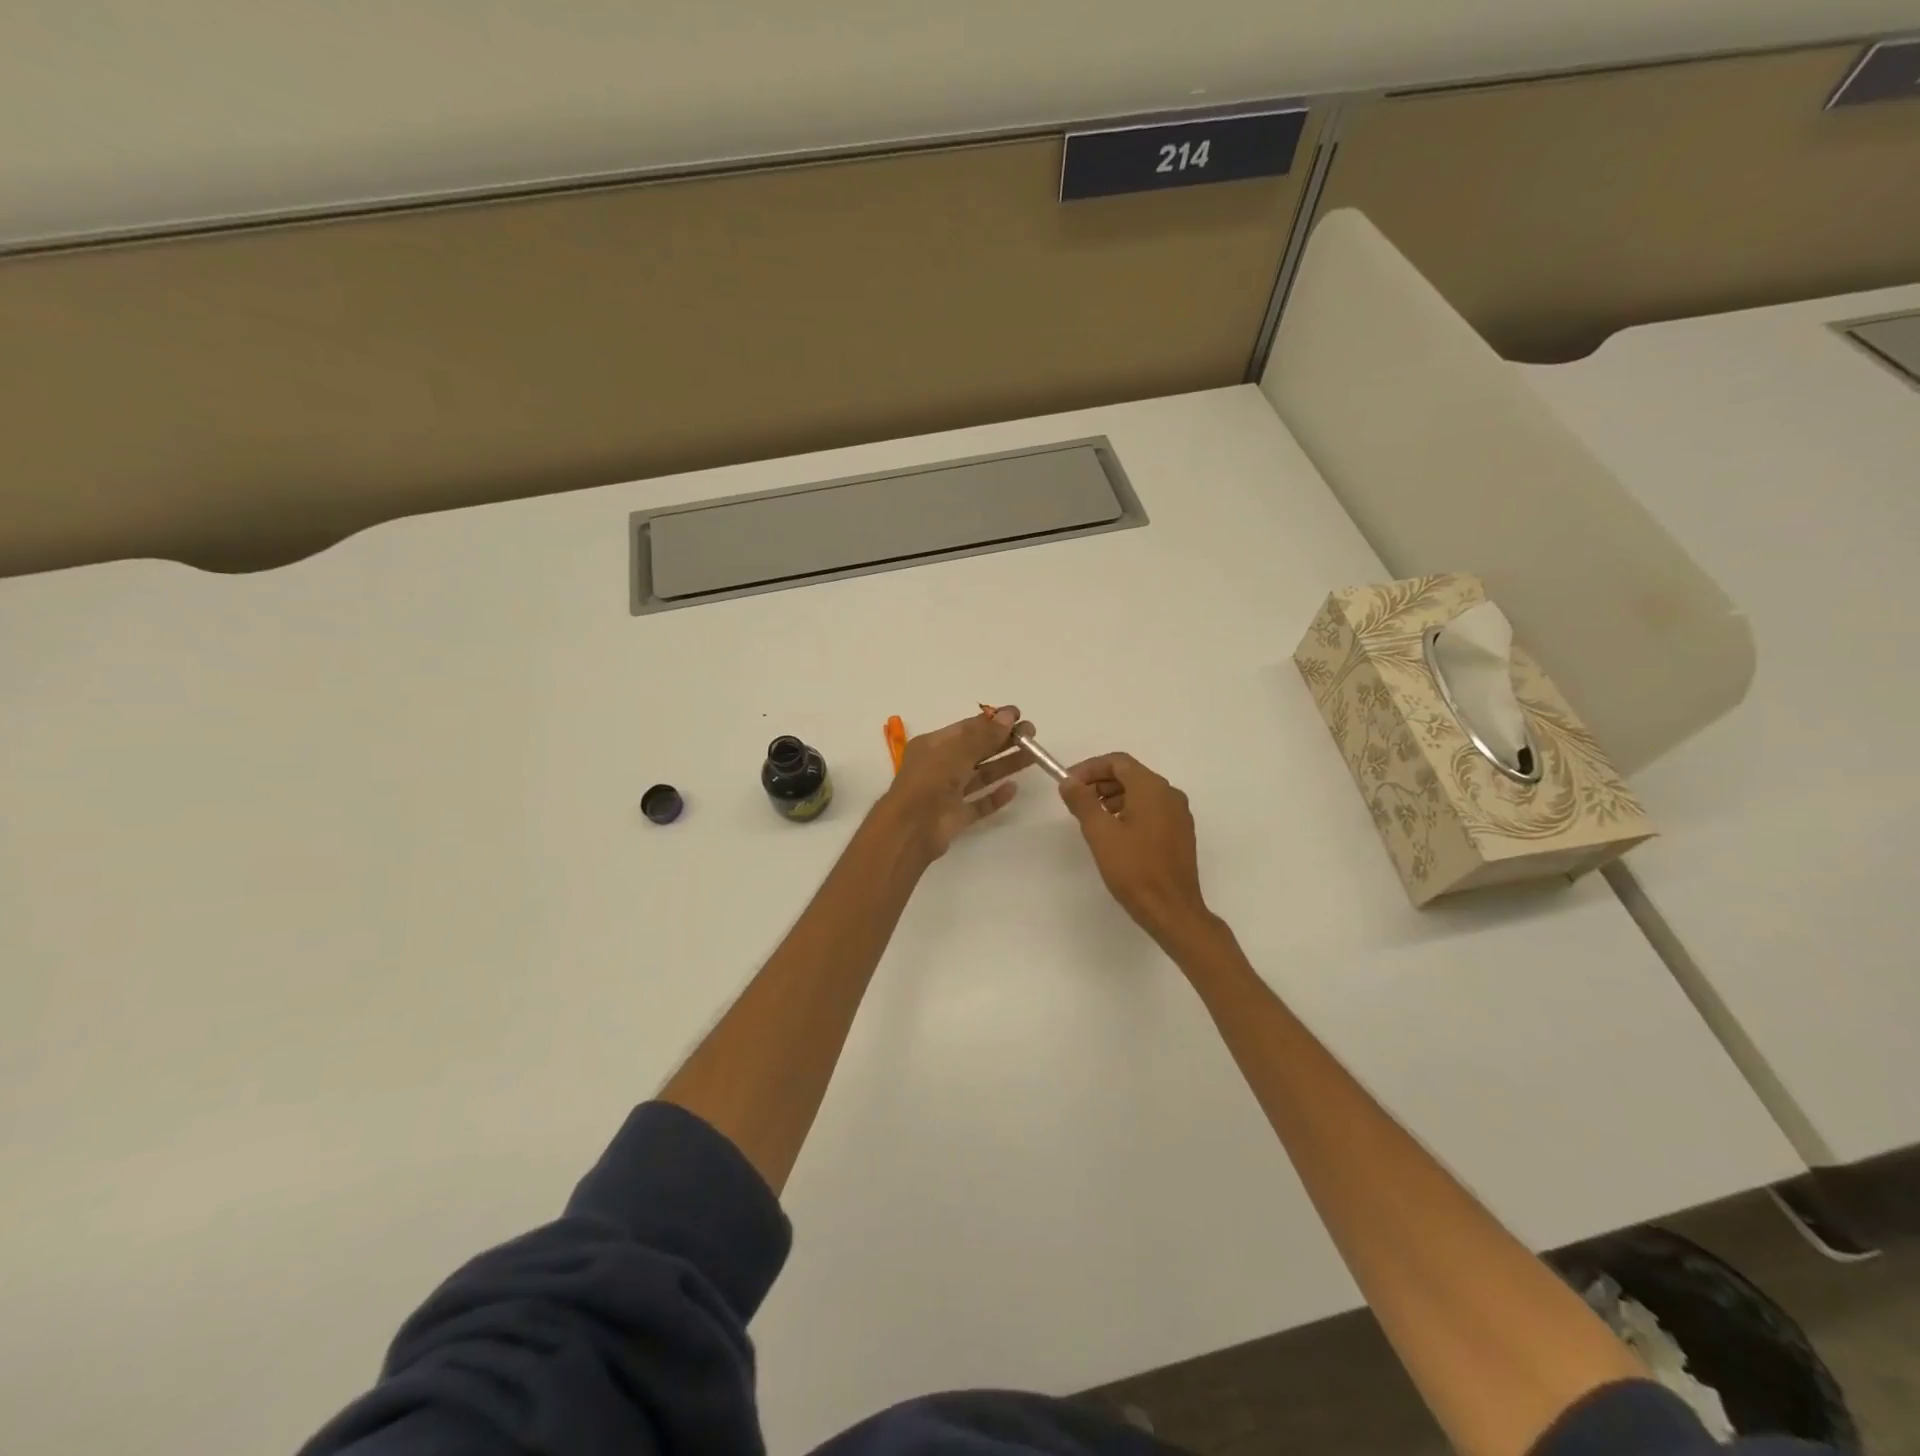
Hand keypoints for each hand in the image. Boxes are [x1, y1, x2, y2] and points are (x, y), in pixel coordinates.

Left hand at [878, 706, 1035, 862]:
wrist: (911, 829)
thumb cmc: (930, 781)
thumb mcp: (957, 751)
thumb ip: (984, 735)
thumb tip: (1009, 715)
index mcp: (933, 746)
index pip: (967, 728)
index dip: (993, 721)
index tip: (1019, 715)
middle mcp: (940, 766)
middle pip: (976, 750)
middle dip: (1003, 742)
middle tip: (1032, 736)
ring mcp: (948, 793)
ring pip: (980, 775)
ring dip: (1005, 765)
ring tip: (1033, 757)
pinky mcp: (955, 817)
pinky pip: (979, 804)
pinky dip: (995, 797)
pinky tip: (1013, 789)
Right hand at [1059, 753, 1214, 948]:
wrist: (1171, 910)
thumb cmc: (1134, 869)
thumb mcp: (1100, 833)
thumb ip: (1082, 801)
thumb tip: (1069, 781)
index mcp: (1152, 788)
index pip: (1118, 762)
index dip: (1089, 768)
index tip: (1068, 783)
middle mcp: (1170, 794)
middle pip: (1131, 774)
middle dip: (1100, 782)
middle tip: (1076, 800)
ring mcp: (1178, 814)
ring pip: (1141, 793)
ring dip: (1113, 797)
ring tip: (1091, 818)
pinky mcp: (1180, 833)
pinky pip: (1152, 809)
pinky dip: (1129, 811)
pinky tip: (1114, 833)